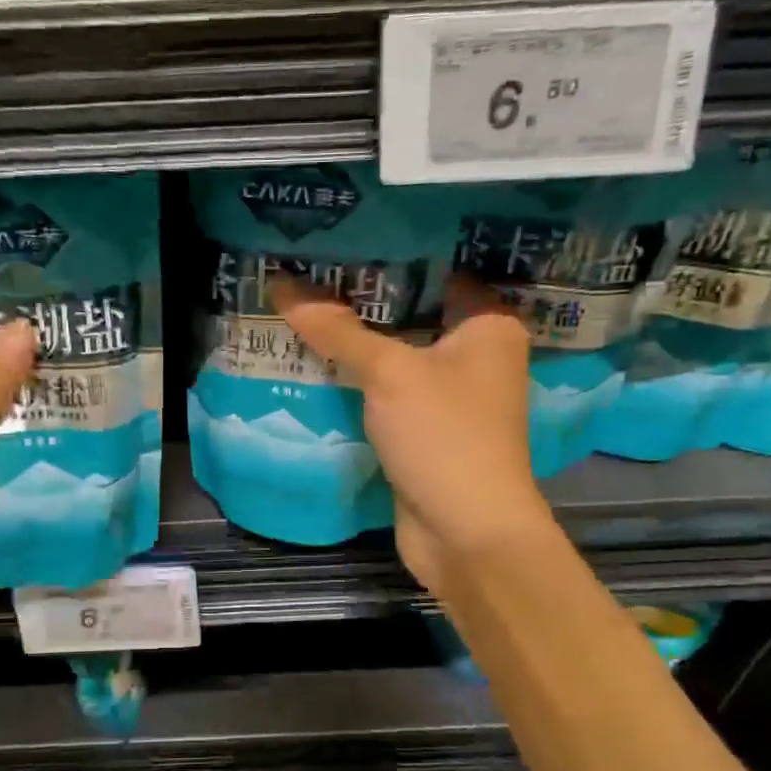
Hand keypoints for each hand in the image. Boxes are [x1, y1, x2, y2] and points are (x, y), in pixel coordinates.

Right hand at [269, 275, 553, 594]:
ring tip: (300, 308)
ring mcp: (450, 397)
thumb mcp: (389, 373)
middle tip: (308, 270)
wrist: (465, 533)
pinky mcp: (425, 431)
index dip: (390, 253)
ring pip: (395, 357)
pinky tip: (313, 363)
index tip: (341, 238)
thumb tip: (282, 284)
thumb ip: (338, 330)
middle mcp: (476, 355)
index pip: (437, 270)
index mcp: (488, 325)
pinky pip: (386, 394)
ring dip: (355, 344)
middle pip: (411, 314)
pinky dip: (357, 383)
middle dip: (362, 300)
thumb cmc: (444, 436)